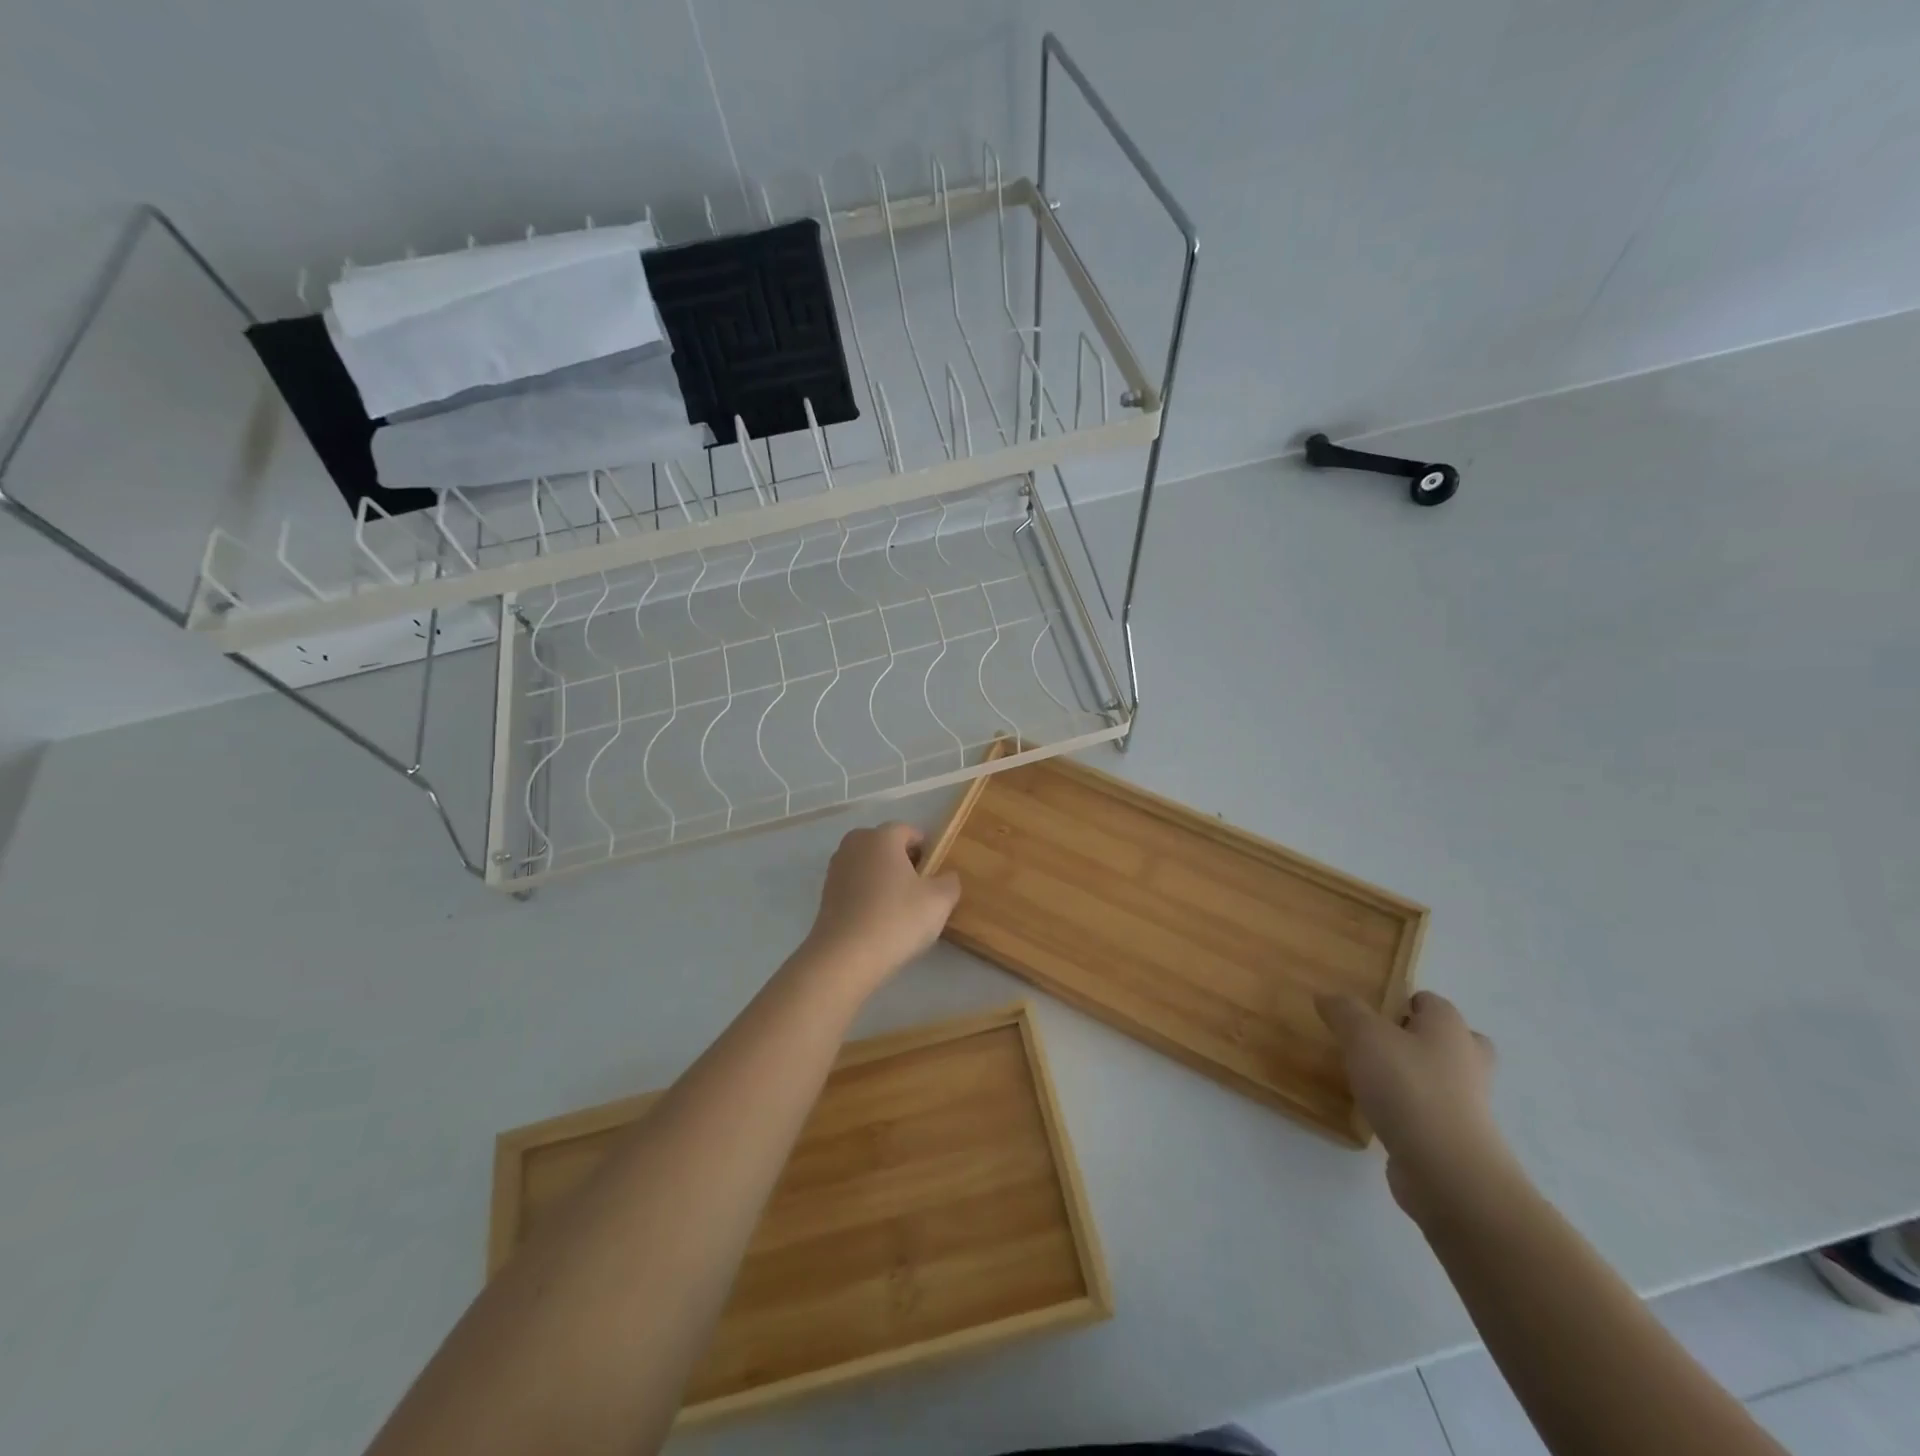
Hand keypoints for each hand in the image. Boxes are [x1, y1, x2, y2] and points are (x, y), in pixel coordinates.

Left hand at [800, 823, 961, 990]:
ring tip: (899, 909)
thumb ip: (950, 882)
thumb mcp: (939, 901)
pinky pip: (855, 886)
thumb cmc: (897, 919)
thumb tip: (946, 877)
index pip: (910, 831)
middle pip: (886, 846)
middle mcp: (855, 844)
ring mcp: (836, 869)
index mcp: (882, 836)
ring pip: (869, 866)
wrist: (845, 957)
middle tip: (920, 891)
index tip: (936, 875)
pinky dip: (867, 896)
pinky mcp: (825, 894)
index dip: (927, 850)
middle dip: (904, 862)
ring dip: (884, 880)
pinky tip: (878, 921)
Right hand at [1316, 990, 1517, 1223]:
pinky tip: (1378, 1114)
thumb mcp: (1362, 1035)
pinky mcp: (1458, 1139)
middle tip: (1376, 1045)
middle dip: (1416, 1040)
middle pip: (1445, 1040)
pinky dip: (1410, 1110)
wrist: (1446, 1171)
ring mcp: (1468, 1104)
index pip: (1428, 1001)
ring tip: (1369, 1080)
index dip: (1398, 1002)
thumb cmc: (1407, 1087)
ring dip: (1412, 1077)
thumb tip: (1328, 997)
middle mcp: (1467, 1060)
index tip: (1365, 1015)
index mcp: (1450, 1028)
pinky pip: (1431, 1112)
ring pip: (1440, 1078)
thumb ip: (1343, 1010)